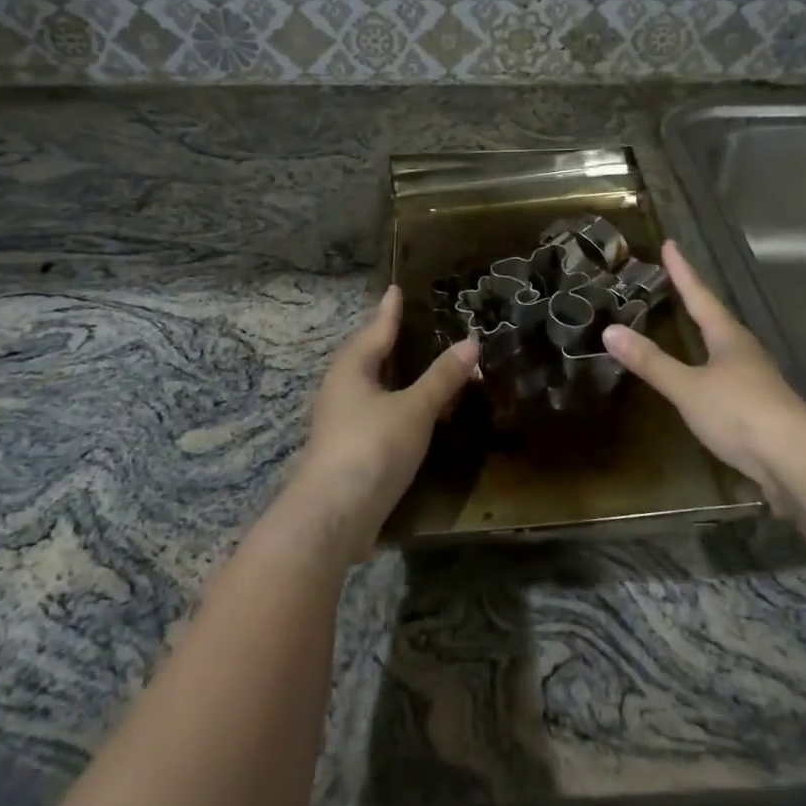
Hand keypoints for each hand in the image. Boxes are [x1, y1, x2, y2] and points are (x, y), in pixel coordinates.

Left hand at [290, 287, 475, 556]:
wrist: (334, 515)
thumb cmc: (373, 447)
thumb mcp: (415, 408)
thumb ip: (443, 377)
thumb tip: (471, 341)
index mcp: (352, 369)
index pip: (376, 330)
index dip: (390, 311)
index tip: (396, 289)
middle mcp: (341, 390)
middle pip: (367, 356)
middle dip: (387, 341)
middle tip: (409, 324)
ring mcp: (342, 422)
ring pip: (372, 387)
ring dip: (395, 376)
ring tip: (419, 366)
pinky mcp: (349, 450)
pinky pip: (377, 413)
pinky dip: (398, 405)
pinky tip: (415, 414)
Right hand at [604, 241, 805, 507]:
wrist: (798, 461)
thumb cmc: (740, 413)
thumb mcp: (688, 387)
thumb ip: (651, 362)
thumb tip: (610, 330)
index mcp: (728, 337)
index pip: (700, 296)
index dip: (682, 271)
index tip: (670, 245)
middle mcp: (745, 352)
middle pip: (717, 318)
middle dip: (696, 300)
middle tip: (677, 282)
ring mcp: (757, 381)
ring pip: (725, 348)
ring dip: (706, 335)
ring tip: (690, 326)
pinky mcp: (761, 409)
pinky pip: (728, 378)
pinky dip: (710, 370)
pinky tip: (706, 381)